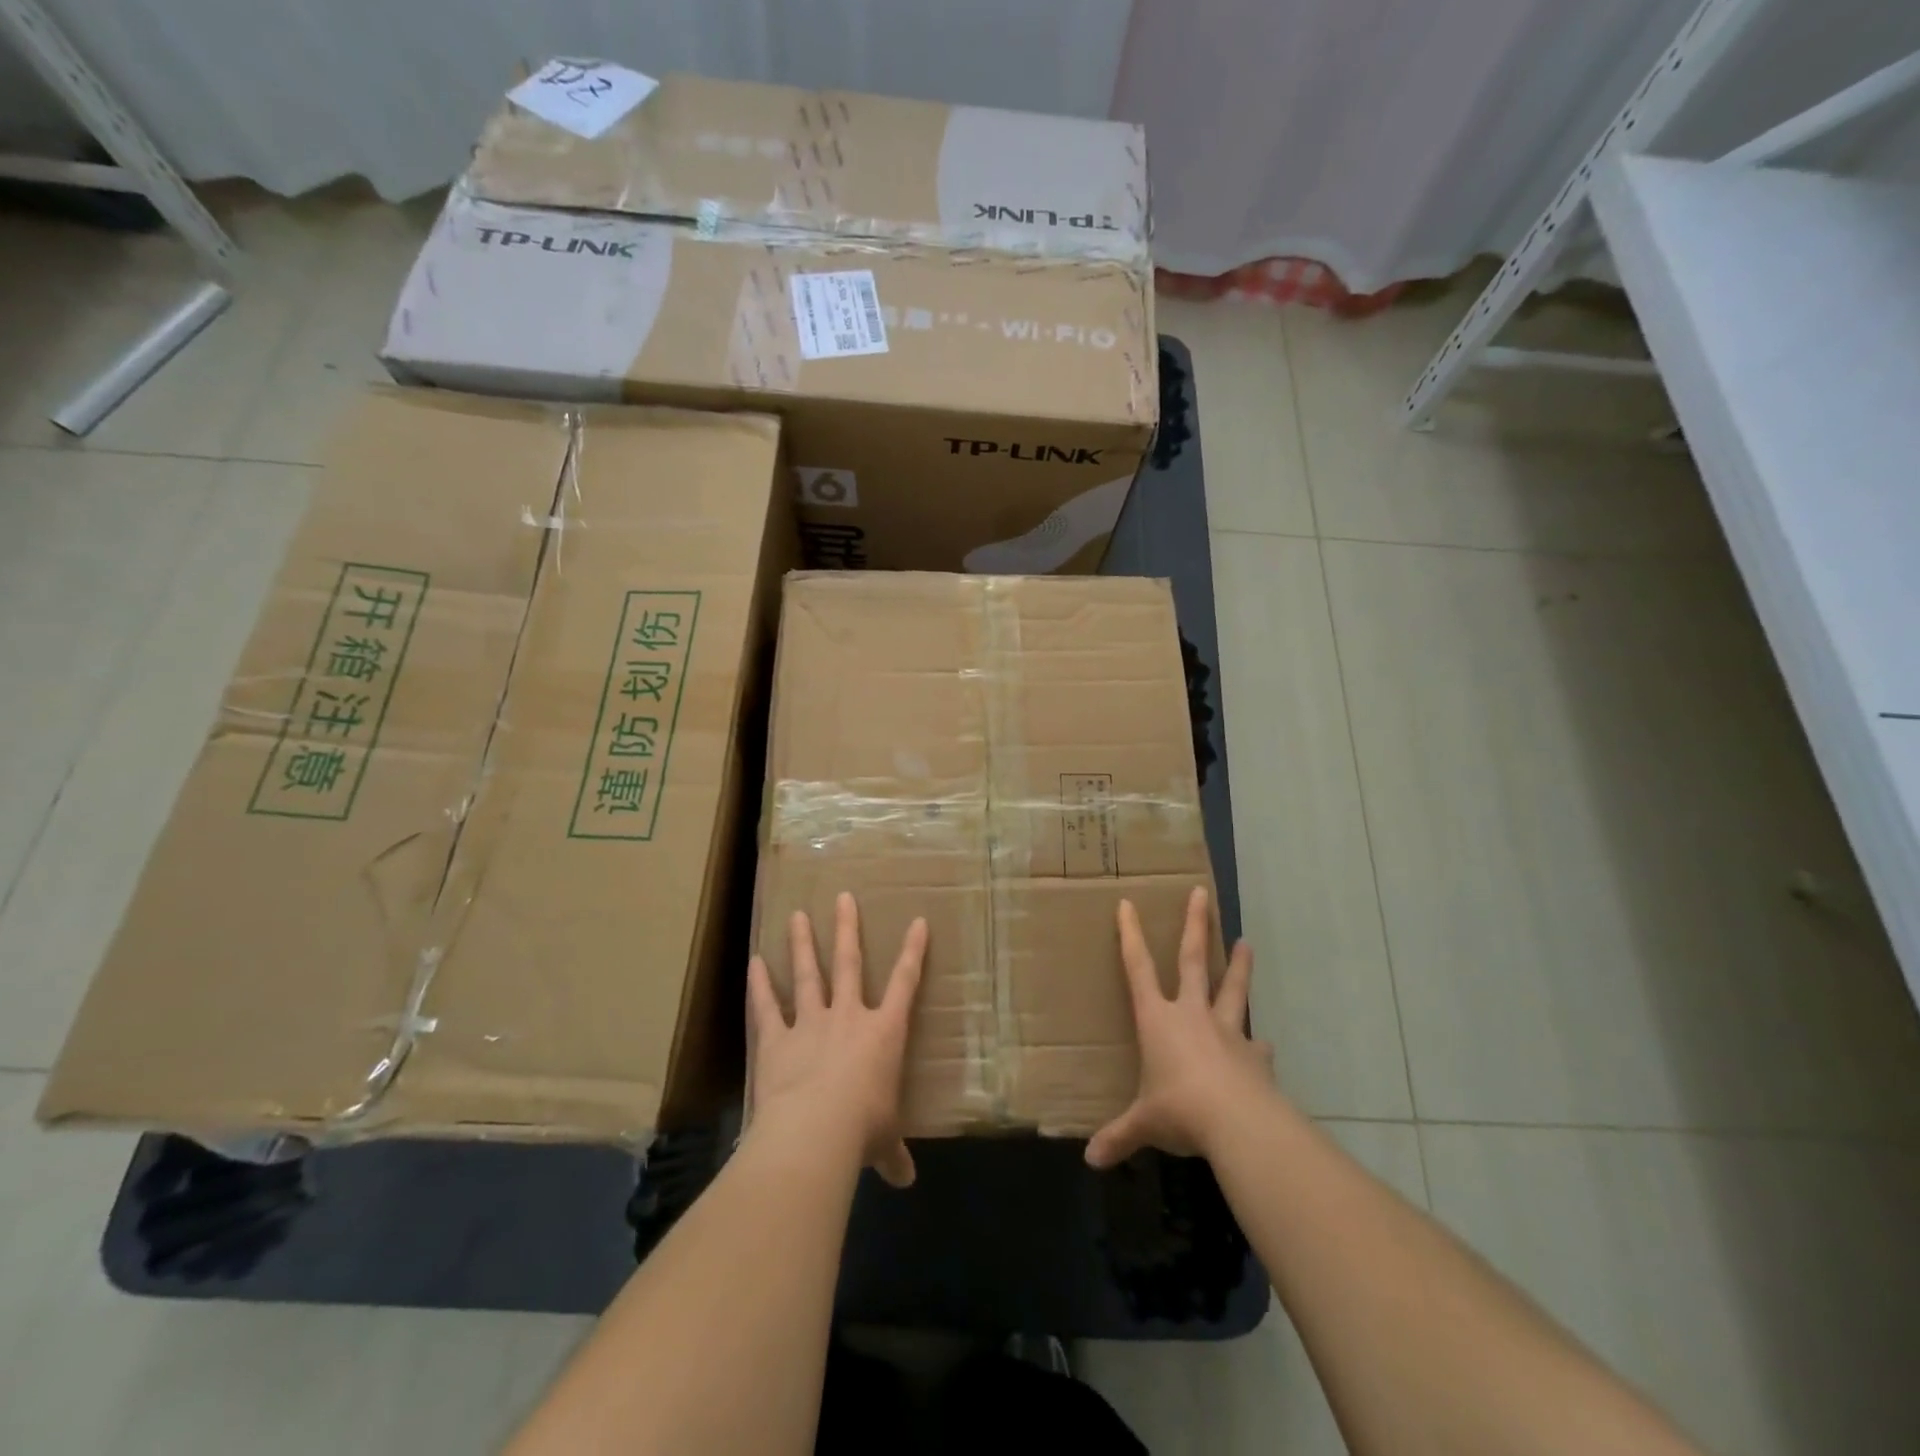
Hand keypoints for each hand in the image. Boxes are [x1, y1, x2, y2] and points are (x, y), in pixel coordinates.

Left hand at [747, 893, 927, 1187]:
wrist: (816, 1131)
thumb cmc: (863, 1129)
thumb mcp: (883, 1142)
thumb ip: (892, 1154)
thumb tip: (905, 1180)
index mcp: (884, 1033)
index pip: (906, 983)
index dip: (914, 952)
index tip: (918, 922)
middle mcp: (848, 1017)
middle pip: (849, 963)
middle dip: (847, 929)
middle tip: (843, 897)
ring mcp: (811, 1023)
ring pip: (808, 974)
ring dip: (802, 944)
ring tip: (797, 915)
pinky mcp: (777, 1039)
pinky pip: (767, 1006)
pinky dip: (760, 985)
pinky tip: (754, 962)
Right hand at [1085, 887, 1271, 1168]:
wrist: (1237, 1122)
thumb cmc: (1179, 1110)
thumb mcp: (1143, 1123)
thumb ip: (1119, 1136)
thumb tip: (1091, 1159)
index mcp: (1157, 1019)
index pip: (1138, 967)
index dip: (1131, 935)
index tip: (1128, 904)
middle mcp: (1191, 1014)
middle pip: (1193, 959)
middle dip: (1195, 925)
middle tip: (1201, 893)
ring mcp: (1226, 1030)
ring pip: (1232, 989)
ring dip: (1239, 966)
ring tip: (1247, 943)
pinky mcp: (1253, 1054)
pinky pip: (1254, 1044)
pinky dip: (1257, 1043)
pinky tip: (1264, 1045)